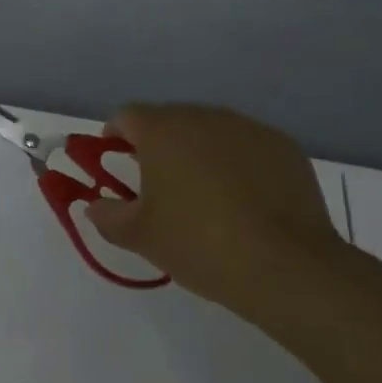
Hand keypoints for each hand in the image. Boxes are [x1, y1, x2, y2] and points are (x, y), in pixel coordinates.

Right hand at [85, 105, 353, 319]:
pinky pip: (247, 145)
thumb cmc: (200, 245)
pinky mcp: (282, 145)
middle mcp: (203, 116)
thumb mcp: (141, 237)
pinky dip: (238, 162)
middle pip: (170, 119)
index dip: (115, 135)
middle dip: (159, 144)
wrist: (286, 266)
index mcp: (162, 131)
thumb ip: (108, 216)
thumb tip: (95, 206)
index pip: (126, 116)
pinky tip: (245, 200)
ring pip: (210, 130)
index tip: (115, 160)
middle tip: (159, 184)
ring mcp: (247, 127)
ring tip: (206, 194)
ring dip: (199, 151)